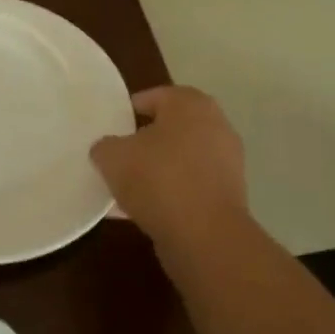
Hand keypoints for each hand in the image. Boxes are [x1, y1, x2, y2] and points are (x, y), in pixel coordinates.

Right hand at [90, 86, 247, 247]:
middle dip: (144, 142)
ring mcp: (227, 160)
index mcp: (190, 104)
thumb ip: (104, 146)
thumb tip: (107, 149)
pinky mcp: (230, 194)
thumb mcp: (113, 157)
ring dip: (157, 170)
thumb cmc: (159, 179)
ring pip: (180, 159)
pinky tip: (144, 211)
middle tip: (118, 156)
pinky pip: (190, 185)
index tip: (110, 130)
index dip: (127, 112)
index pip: (153, 97)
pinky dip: (171, 193)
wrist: (206, 236)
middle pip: (169, 128)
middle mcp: (215, 124)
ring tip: (127, 189)